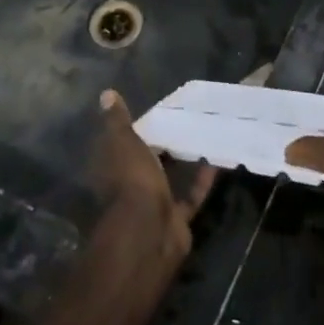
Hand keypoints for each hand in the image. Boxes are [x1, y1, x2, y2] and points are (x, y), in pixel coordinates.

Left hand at [88, 90, 215, 291]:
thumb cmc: (131, 180)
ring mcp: (153, 204)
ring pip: (169, 179)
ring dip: (184, 163)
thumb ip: (117, 121)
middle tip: (185, 120)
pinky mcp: (176, 218)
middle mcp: (130, 187)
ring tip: (204, 136)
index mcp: (112, 168)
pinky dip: (203, 180)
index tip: (156, 112)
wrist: (149, 231)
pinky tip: (218, 160)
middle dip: (162, 146)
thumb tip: (106, 93)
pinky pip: (191, 195)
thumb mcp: (122, 142)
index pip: (121, 144)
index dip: (135, 129)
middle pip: (146, 163)